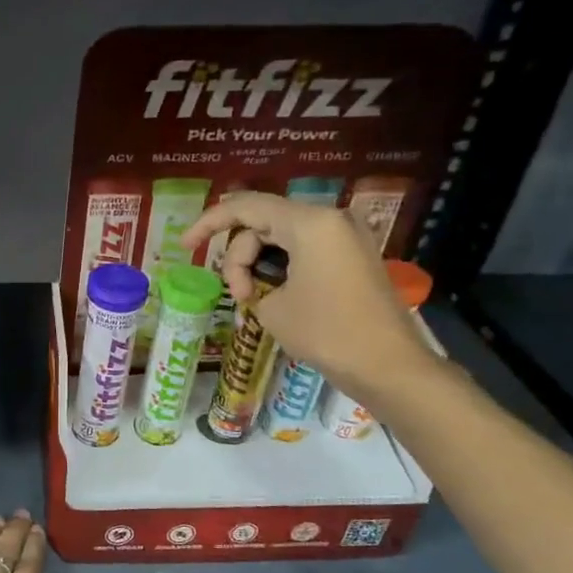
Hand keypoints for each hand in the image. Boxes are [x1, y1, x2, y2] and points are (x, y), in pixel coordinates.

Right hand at [182, 192, 439, 401]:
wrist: (388, 365)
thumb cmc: (326, 332)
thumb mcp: (272, 307)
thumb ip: (251, 280)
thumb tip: (255, 281)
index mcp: (309, 223)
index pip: (245, 207)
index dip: (209, 223)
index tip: (185, 246)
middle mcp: (330, 219)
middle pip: (262, 222)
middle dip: (239, 256)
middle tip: (236, 296)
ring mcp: (345, 236)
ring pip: (281, 235)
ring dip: (258, 263)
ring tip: (254, 302)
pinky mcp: (352, 255)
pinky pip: (304, 248)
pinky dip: (281, 265)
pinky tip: (273, 294)